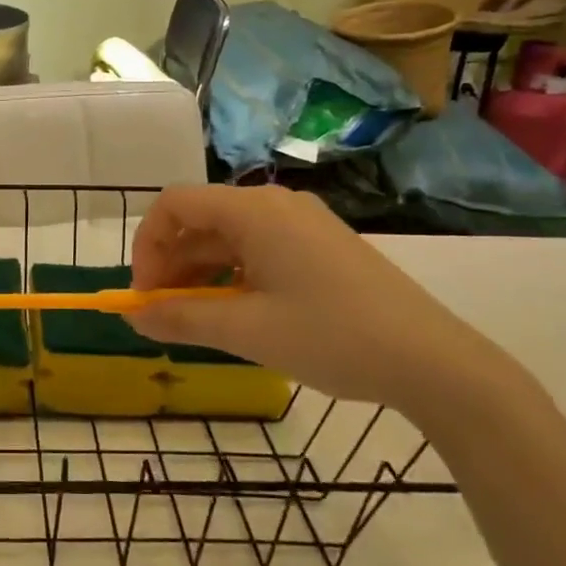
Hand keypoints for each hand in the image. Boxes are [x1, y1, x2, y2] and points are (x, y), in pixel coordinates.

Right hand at [125, 185, 523, 418]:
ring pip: (227, 238)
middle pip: (200, 220)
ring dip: (199, 273)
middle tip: (162, 314)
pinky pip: (257, 250)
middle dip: (170, 264)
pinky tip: (235, 313)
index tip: (144, 294)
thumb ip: (181, 318)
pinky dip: (231, 276)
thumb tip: (132, 316)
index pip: (175, 204)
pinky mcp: (319, 246)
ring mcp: (301, 224)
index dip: (146, 245)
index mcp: (254, 211)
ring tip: (193, 319)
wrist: (433, 361)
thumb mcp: (246, 331)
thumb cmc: (331, 337)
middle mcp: (275, 205)